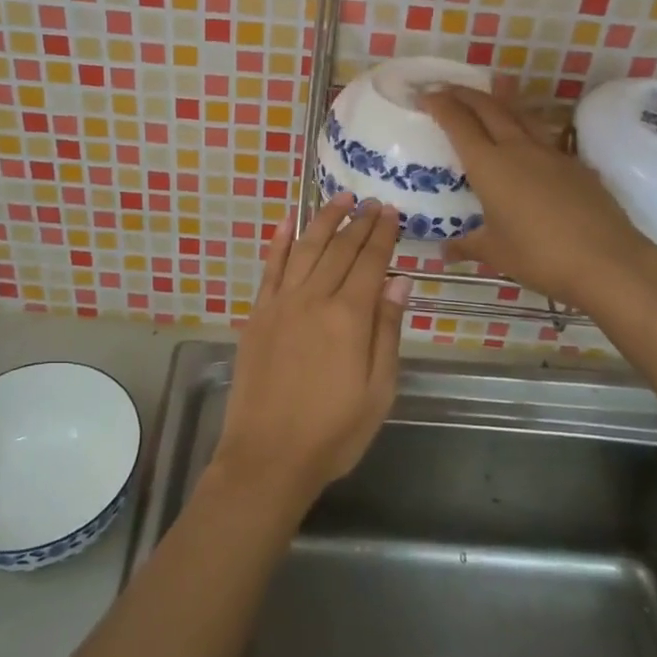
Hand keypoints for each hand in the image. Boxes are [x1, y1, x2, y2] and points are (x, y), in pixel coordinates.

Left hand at [210, 195, 409, 510]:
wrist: (268, 457)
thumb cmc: (333, 431)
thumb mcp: (379, 390)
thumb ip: (387, 330)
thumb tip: (399, 279)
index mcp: (348, 317)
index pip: (370, 261)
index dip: (382, 234)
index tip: (390, 211)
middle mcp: (314, 298)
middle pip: (340, 248)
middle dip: (358, 222)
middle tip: (371, 202)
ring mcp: (281, 304)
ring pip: (305, 248)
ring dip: (323, 220)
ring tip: (338, 199)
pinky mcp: (258, 315)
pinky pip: (270, 269)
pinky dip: (279, 242)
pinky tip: (287, 223)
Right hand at [423, 85, 656, 310]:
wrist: (607, 260)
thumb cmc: (540, 256)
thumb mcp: (495, 253)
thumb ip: (468, 245)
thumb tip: (445, 250)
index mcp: (489, 166)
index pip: (458, 124)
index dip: (440, 105)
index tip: (425, 95)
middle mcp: (518, 149)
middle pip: (488, 108)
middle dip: (464, 94)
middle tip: (447, 89)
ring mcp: (551, 153)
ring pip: (519, 114)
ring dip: (498, 101)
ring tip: (487, 97)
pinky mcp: (575, 164)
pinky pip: (543, 136)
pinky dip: (525, 128)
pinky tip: (526, 143)